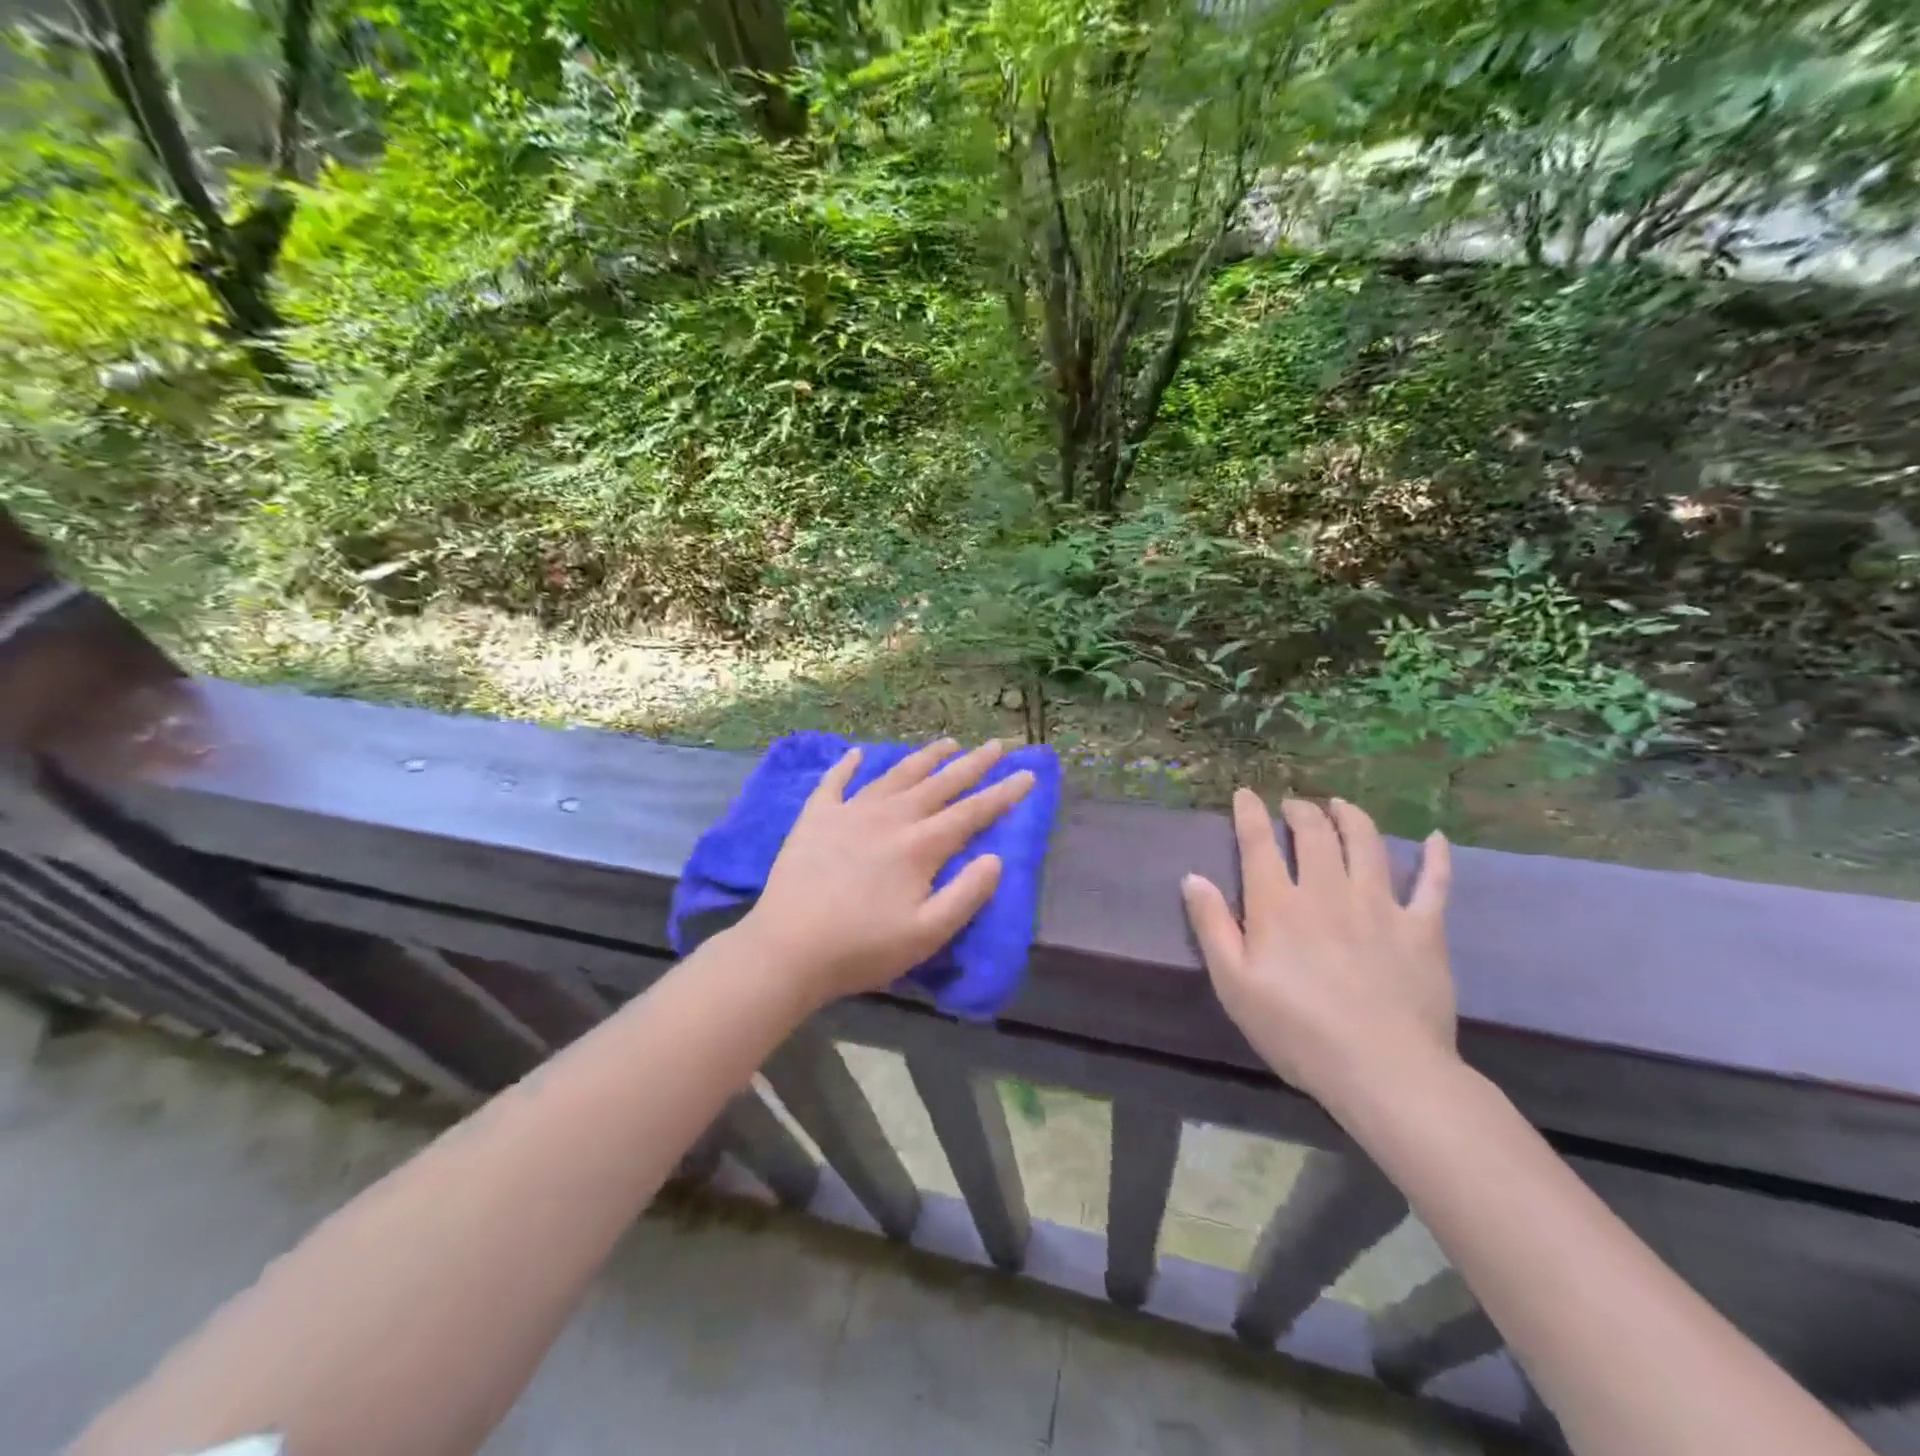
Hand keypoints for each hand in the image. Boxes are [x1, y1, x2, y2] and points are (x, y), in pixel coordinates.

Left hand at [741, 738, 1034, 1003]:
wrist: (788, 948)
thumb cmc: (863, 948)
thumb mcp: (928, 934)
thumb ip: (967, 894)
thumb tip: (996, 858)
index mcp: (920, 845)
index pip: (972, 812)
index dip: (1003, 794)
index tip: (1027, 774)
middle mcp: (890, 817)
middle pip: (939, 784)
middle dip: (972, 764)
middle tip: (996, 744)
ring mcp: (850, 812)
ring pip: (896, 774)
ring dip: (925, 757)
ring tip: (947, 742)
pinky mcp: (816, 818)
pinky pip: (834, 782)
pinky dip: (846, 765)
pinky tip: (856, 753)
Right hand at [1181, 791, 1455, 1115]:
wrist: (1383, 1070)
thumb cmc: (1296, 1031)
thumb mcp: (1233, 984)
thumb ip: (1212, 926)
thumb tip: (1192, 877)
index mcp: (1278, 905)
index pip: (1259, 843)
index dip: (1250, 813)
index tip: (1245, 794)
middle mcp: (1327, 891)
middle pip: (1314, 834)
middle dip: (1300, 810)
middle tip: (1294, 805)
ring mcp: (1380, 906)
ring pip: (1366, 844)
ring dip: (1351, 817)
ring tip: (1341, 806)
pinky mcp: (1423, 929)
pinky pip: (1434, 883)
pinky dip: (1435, 858)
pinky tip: (1433, 838)